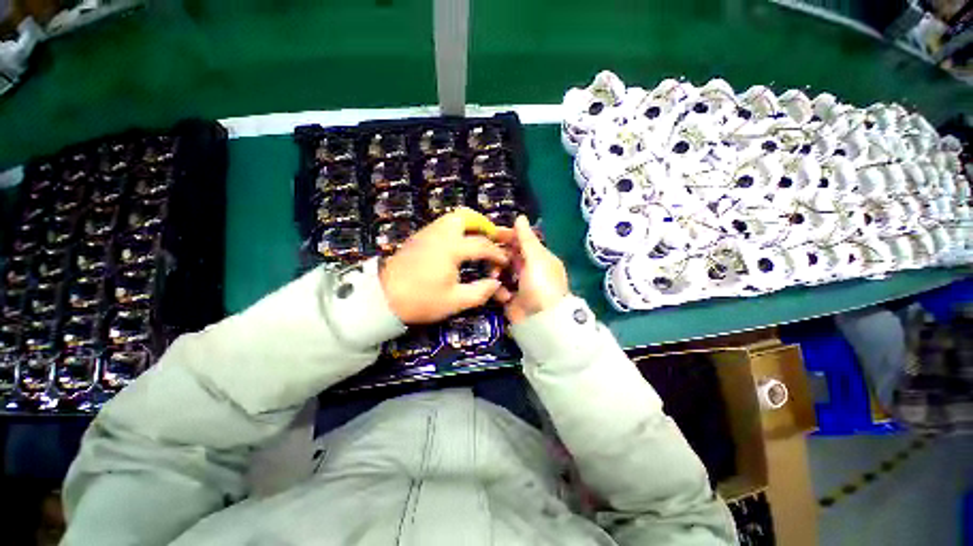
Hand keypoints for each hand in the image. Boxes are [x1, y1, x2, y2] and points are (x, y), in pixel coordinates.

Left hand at [380, 208, 511, 323]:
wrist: (382, 298)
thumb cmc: (421, 300)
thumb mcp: (455, 301)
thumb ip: (480, 291)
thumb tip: (496, 283)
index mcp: (452, 248)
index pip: (482, 245)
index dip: (497, 253)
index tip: (505, 262)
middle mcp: (440, 233)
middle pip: (466, 216)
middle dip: (483, 225)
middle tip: (492, 239)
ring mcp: (427, 233)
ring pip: (452, 217)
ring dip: (469, 226)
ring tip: (478, 241)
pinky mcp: (419, 237)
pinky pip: (442, 225)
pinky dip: (456, 230)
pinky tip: (458, 247)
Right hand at [494, 215, 568, 323]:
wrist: (542, 320)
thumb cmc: (542, 284)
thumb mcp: (536, 258)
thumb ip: (526, 238)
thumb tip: (520, 217)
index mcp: (538, 257)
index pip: (521, 241)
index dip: (507, 235)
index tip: (490, 233)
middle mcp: (529, 268)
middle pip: (508, 255)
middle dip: (498, 255)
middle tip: (488, 255)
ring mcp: (519, 284)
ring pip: (501, 270)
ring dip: (496, 272)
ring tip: (495, 277)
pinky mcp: (510, 298)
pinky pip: (499, 288)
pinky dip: (499, 290)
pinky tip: (504, 295)